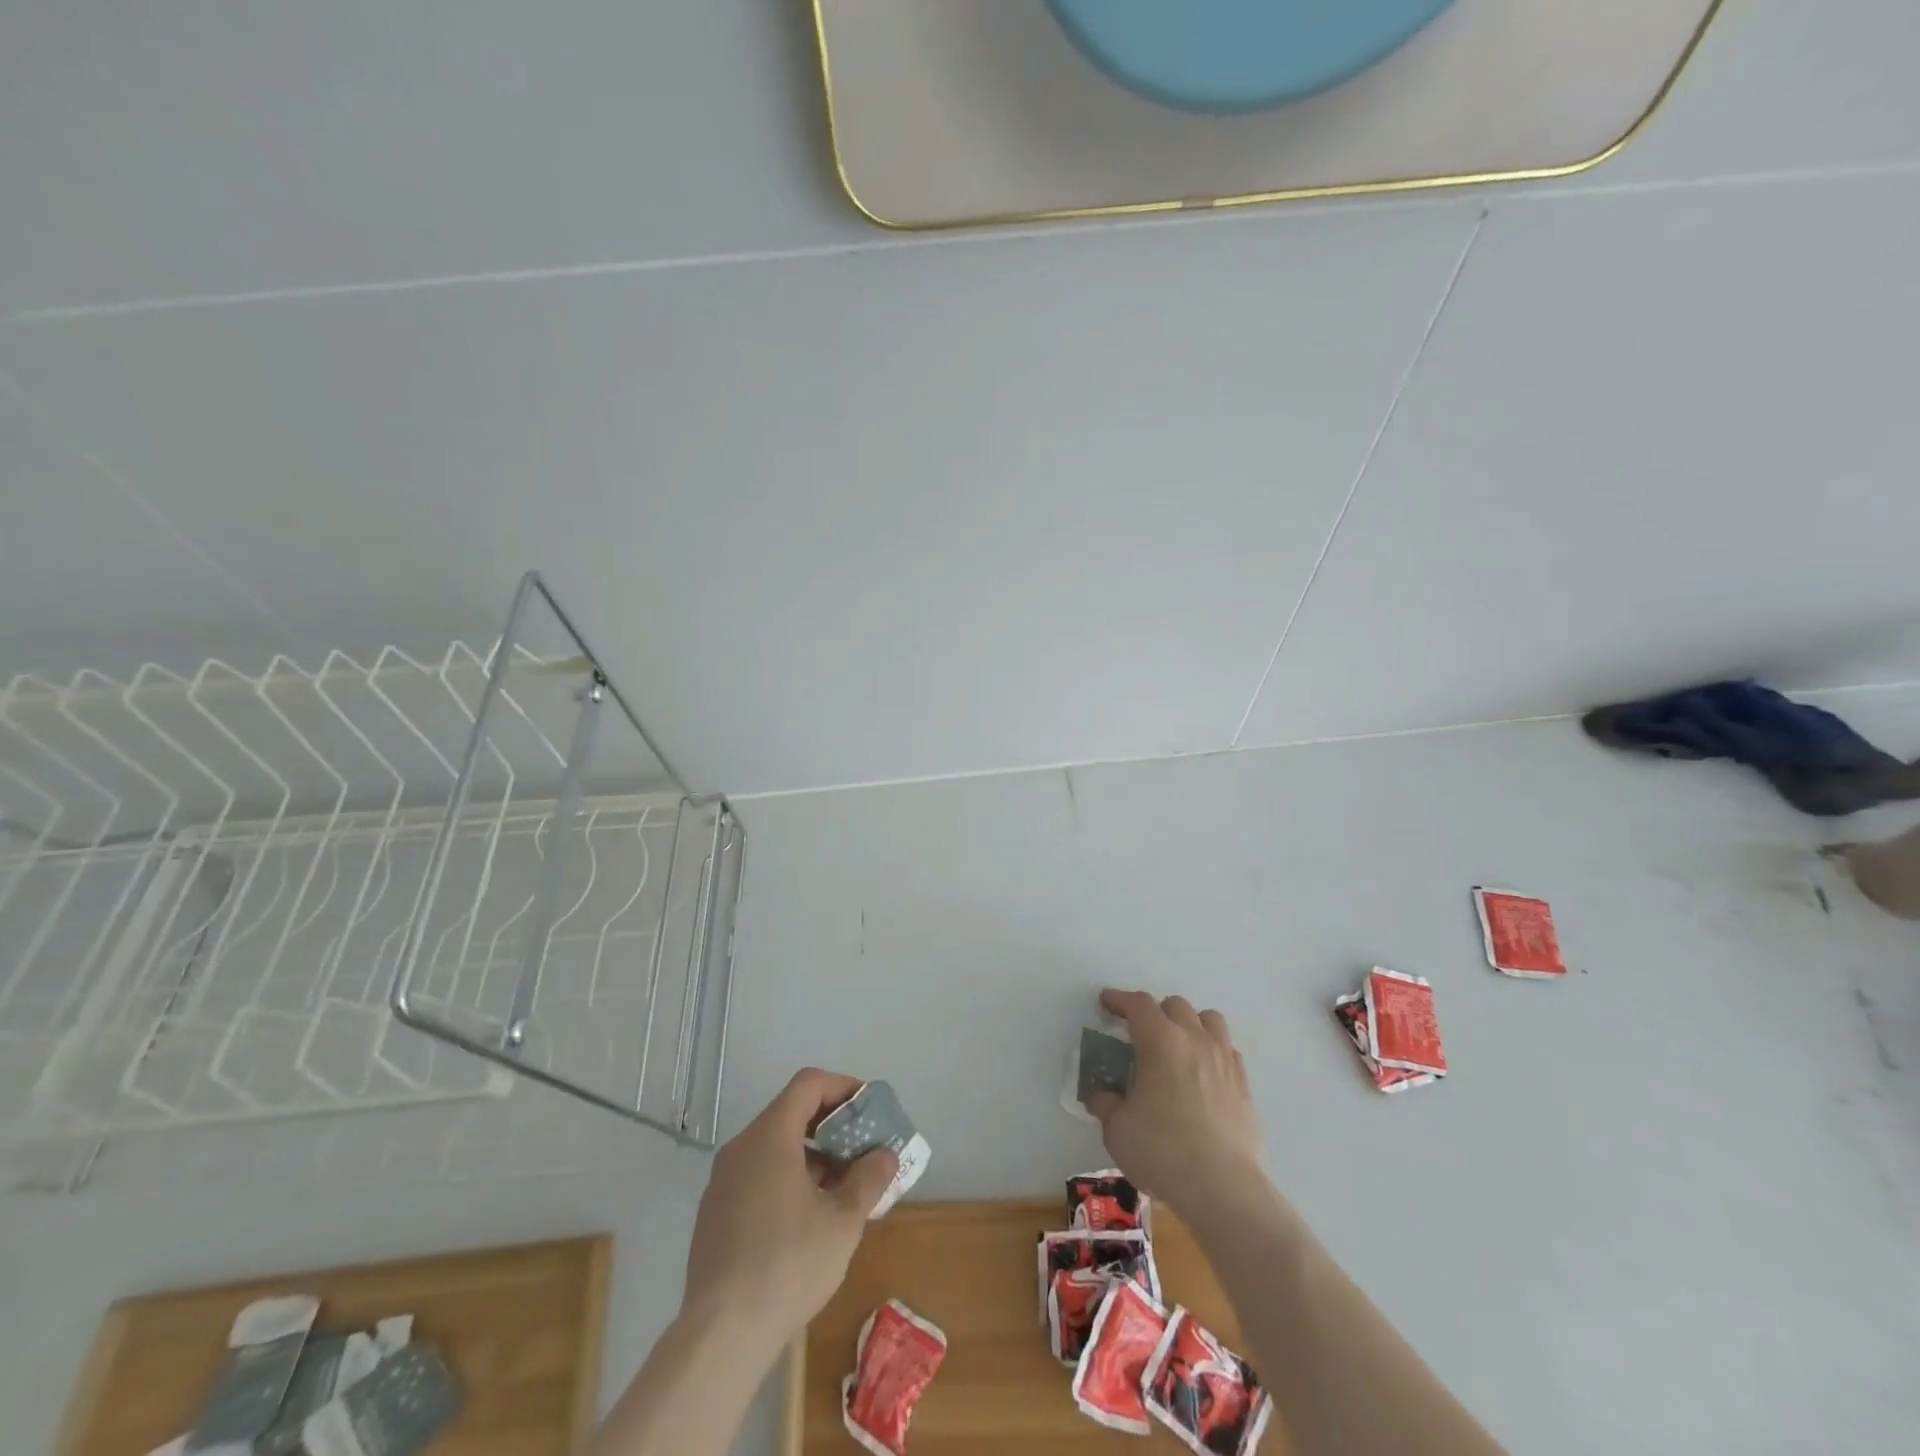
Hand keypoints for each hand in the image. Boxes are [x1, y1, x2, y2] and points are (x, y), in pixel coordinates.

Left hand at [681, 1068, 896, 1353]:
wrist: (720, 1336)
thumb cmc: (788, 1264)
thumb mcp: (843, 1221)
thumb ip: (868, 1179)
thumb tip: (885, 1155)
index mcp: (770, 1136)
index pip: (808, 1084)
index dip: (842, 1087)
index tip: (869, 1108)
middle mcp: (741, 1147)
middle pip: (790, 1112)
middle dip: (831, 1125)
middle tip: (862, 1148)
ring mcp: (722, 1182)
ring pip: (773, 1146)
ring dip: (811, 1155)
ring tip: (842, 1186)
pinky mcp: (714, 1214)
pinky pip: (757, 1175)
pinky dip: (787, 1177)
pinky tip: (808, 1217)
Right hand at [1086, 990, 1261, 1211]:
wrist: (1224, 1189)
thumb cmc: (1163, 1152)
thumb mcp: (1118, 1130)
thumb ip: (1106, 1104)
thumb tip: (1100, 1095)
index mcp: (1161, 1041)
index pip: (1138, 1004)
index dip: (1119, 999)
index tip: (1106, 1003)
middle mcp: (1195, 1039)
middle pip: (1175, 1005)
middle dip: (1154, 1012)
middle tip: (1139, 1033)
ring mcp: (1224, 1060)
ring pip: (1209, 1019)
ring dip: (1189, 1023)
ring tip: (1177, 1044)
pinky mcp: (1244, 1084)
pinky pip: (1227, 1049)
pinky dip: (1212, 1050)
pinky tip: (1203, 1072)